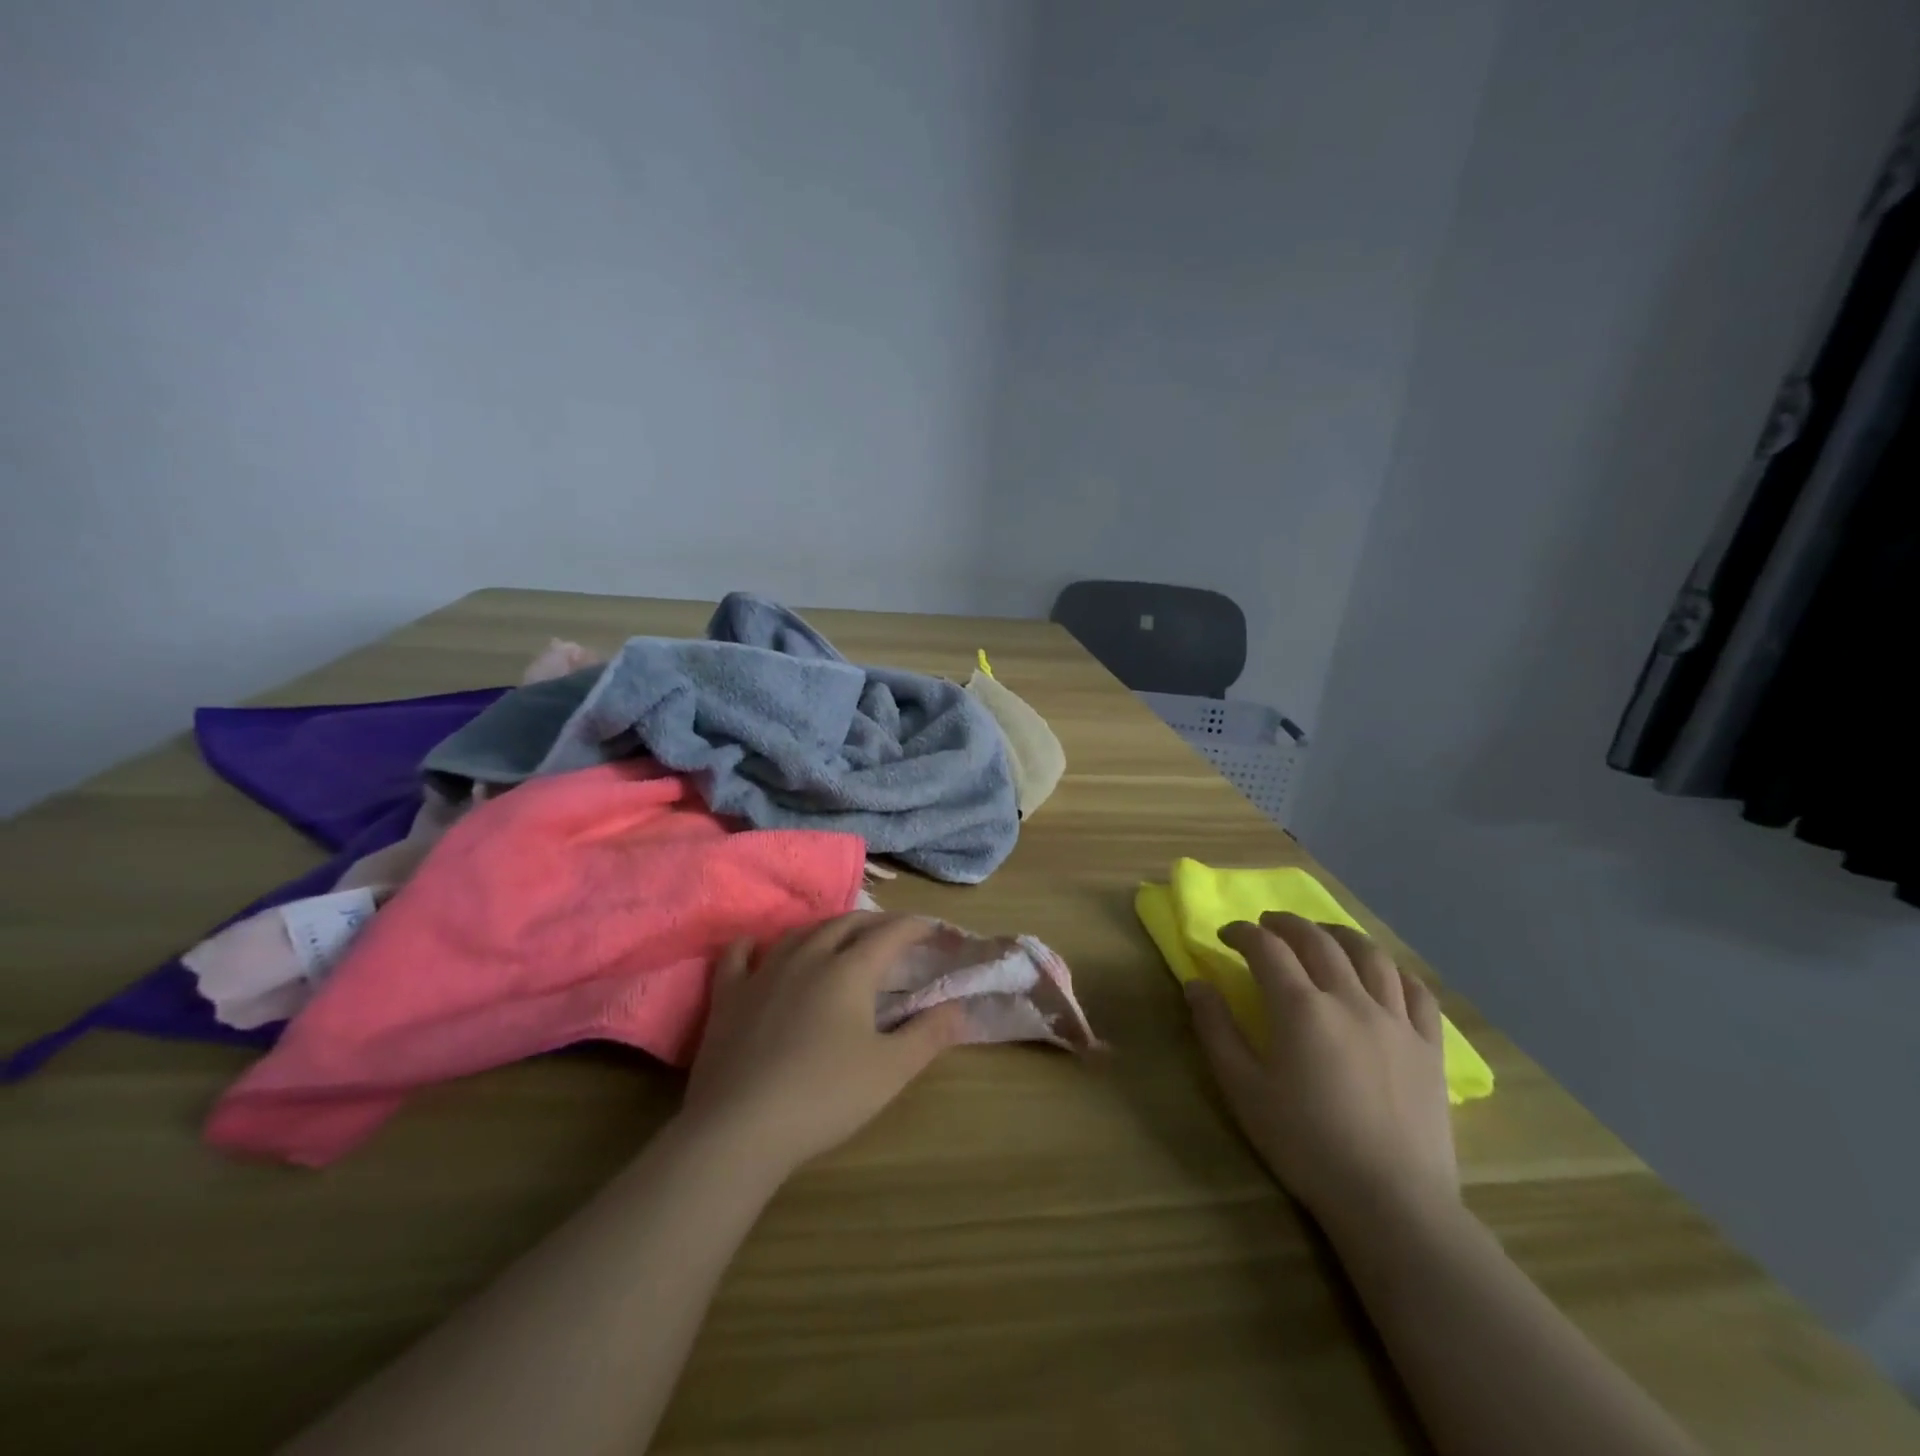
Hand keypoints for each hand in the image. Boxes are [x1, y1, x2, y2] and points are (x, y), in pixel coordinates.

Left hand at [682, 913, 967, 1177]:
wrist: (740, 1128)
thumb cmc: (824, 1096)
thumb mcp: (890, 1070)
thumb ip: (929, 1034)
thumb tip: (959, 1007)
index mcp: (850, 970)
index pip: (891, 933)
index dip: (917, 927)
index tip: (934, 930)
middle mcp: (808, 957)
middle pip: (846, 924)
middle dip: (875, 923)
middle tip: (894, 934)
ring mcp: (764, 973)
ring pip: (800, 933)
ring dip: (827, 928)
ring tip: (840, 938)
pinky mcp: (729, 996)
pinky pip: (739, 956)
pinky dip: (755, 945)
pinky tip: (757, 946)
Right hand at [1184, 912, 1458, 1236]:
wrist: (1390, 1200)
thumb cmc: (1305, 1144)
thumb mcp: (1242, 1089)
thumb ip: (1216, 1030)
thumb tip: (1196, 983)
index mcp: (1300, 1008)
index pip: (1267, 948)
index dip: (1242, 933)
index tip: (1225, 936)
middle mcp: (1349, 999)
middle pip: (1317, 940)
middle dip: (1286, 924)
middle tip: (1267, 925)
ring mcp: (1395, 1020)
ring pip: (1371, 955)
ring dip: (1340, 934)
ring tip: (1323, 934)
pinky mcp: (1429, 1046)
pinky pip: (1417, 991)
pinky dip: (1395, 971)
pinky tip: (1384, 974)